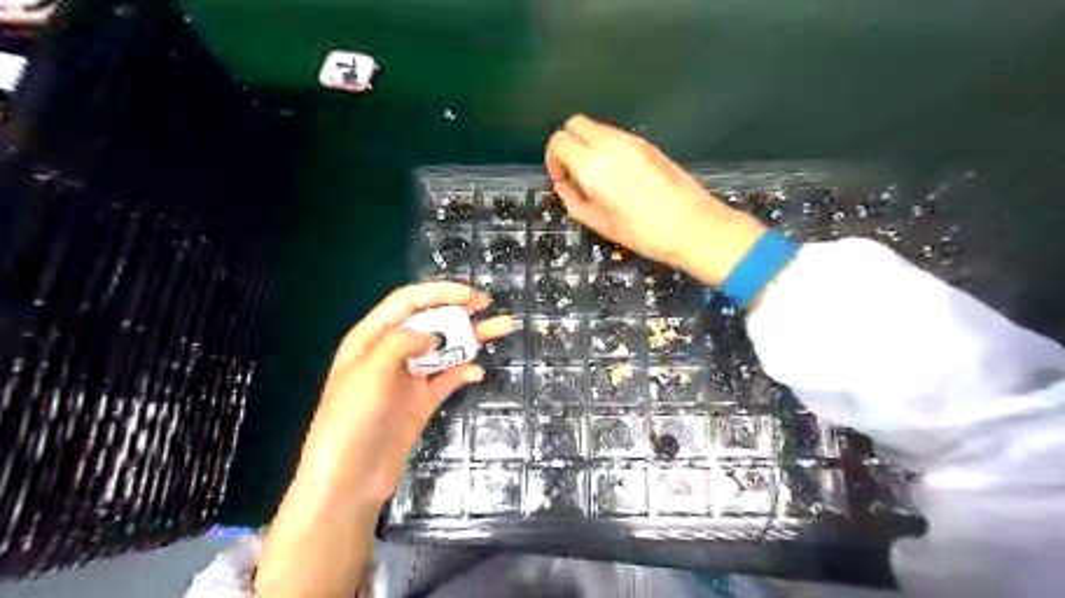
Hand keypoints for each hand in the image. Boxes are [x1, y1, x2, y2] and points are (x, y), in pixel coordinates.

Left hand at [262, 282, 516, 596]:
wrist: (349, 479)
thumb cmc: (351, 420)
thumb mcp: (370, 372)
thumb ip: (401, 343)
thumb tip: (434, 334)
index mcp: (371, 338)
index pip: (407, 302)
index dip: (439, 292)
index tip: (469, 295)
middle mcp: (391, 352)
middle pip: (430, 321)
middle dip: (458, 310)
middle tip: (487, 304)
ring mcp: (408, 378)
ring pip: (444, 348)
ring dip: (471, 338)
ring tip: (501, 327)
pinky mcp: (421, 401)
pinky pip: (447, 378)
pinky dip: (463, 371)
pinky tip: (477, 372)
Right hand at [549, 115, 766, 287]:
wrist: (691, 226)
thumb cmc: (641, 232)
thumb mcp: (597, 223)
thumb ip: (572, 199)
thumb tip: (563, 184)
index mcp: (592, 165)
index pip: (559, 141)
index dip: (553, 159)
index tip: (562, 179)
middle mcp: (609, 144)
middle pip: (575, 123)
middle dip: (567, 144)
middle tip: (574, 172)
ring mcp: (631, 140)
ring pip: (597, 128)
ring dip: (588, 146)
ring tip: (597, 178)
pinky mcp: (647, 144)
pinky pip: (616, 136)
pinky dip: (607, 148)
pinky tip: (618, 176)